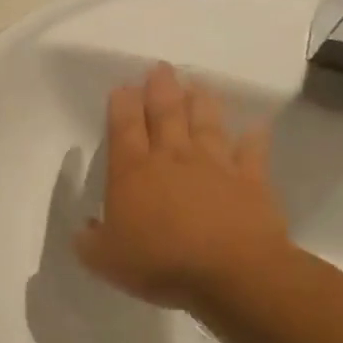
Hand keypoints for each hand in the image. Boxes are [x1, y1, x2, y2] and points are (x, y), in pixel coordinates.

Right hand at [75, 63, 289, 309]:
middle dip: (160, 89)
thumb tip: (86, 228)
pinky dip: (254, 138)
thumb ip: (90, 240)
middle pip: (165, 115)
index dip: (121, 106)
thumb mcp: (103, 259)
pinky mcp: (251, 182)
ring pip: (206, 125)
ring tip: (197, 83)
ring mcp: (215, 168)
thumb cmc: (159, 262)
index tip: (122, 86)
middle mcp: (172, 160)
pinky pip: (252, 153)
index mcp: (131, 173)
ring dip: (201, 102)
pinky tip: (256, 125)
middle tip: (160, 68)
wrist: (232, 274)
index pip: (123, 129)